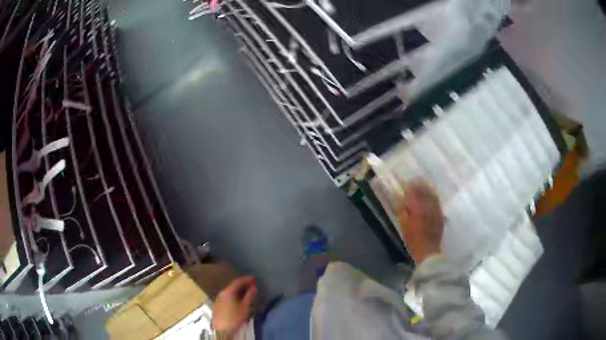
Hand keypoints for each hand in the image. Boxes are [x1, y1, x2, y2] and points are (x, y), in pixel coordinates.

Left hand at [212, 276, 257, 330]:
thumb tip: (254, 287)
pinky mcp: (217, 305)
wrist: (222, 329)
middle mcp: (222, 293)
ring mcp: (218, 299)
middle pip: (233, 286)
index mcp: (228, 292)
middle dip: (243, 285)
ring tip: (247, 293)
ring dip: (238, 291)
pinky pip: (227, 297)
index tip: (254, 278)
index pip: (238, 281)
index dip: (246, 279)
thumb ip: (249, 296)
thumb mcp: (245, 307)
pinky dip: (234, 296)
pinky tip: (238, 300)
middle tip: (252, 285)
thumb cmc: (235, 317)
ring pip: (229, 292)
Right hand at [396, 179, 444, 263]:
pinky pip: (437, 202)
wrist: (428, 251)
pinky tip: (431, 196)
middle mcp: (428, 207)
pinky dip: (433, 196)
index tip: (405, 182)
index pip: (413, 192)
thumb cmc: (413, 240)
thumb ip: (402, 210)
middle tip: (413, 181)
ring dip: (427, 188)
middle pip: (424, 191)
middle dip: (418, 185)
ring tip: (422, 185)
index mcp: (417, 209)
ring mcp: (436, 210)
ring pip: (432, 195)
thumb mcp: (404, 226)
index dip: (408, 186)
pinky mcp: (441, 215)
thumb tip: (399, 197)